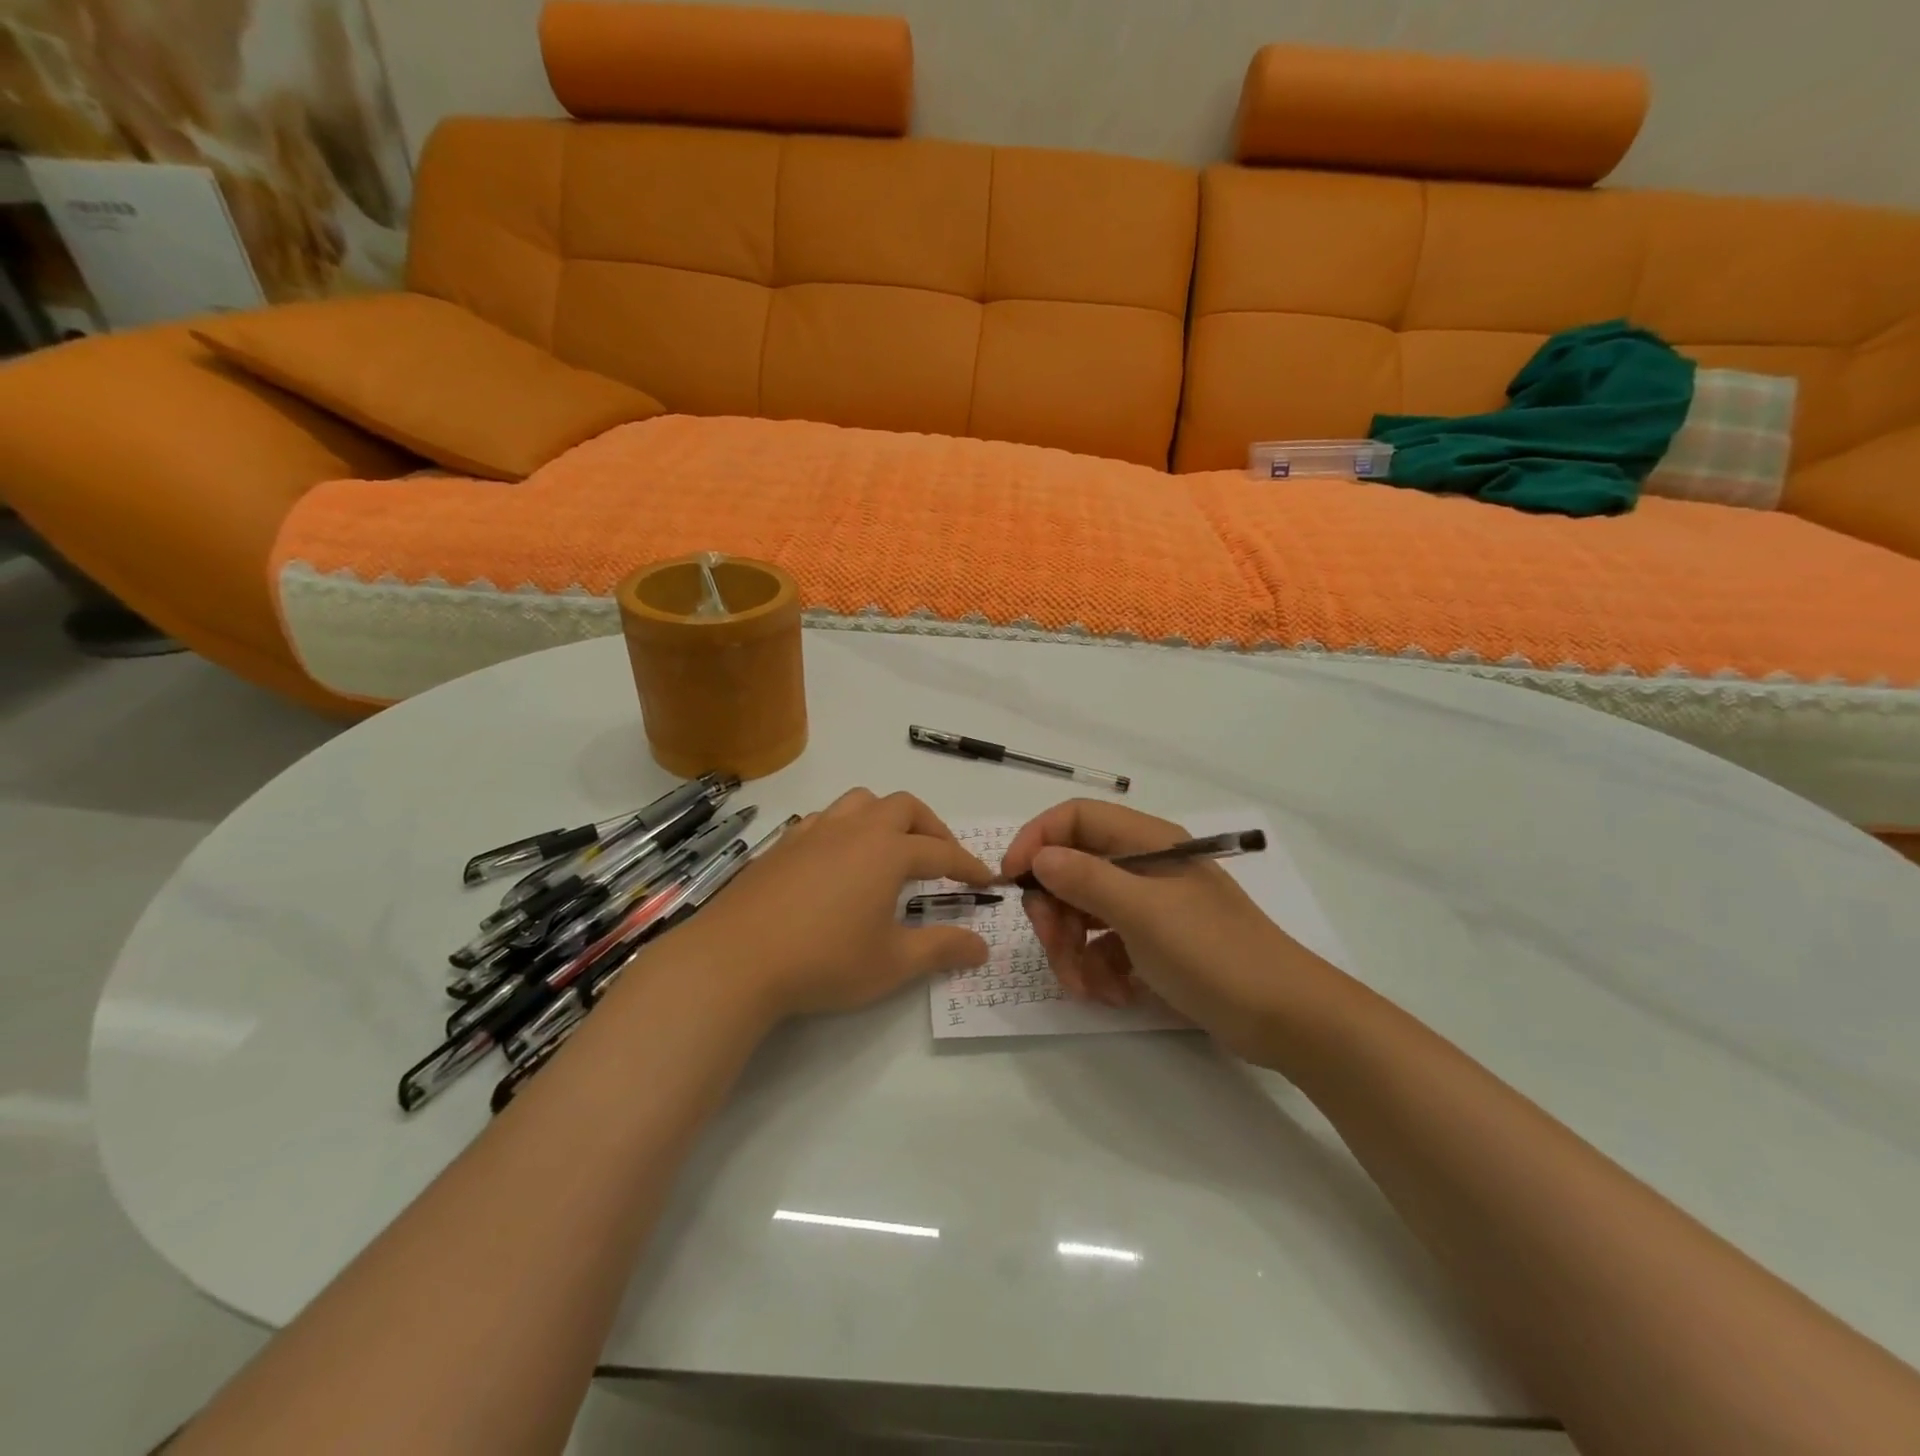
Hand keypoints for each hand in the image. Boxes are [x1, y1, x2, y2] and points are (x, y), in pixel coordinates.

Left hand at [663, 788, 993, 1024]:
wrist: (735, 959)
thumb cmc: (824, 961)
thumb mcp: (892, 964)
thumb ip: (941, 950)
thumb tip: (982, 947)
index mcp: (887, 852)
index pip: (941, 851)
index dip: (967, 865)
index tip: (986, 880)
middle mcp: (855, 829)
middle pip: (904, 807)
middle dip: (931, 827)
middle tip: (941, 858)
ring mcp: (815, 832)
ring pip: (861, 802)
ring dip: (886, 816)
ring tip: (891, 848)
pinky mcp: (784, 844)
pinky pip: (826, 818)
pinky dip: (847, 827)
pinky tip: (839, 858)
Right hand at [1000, 800, 1328, 1065]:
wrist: (1284, 1017)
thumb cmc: (1213, 953)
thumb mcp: (1142, 913)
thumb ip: (1085, 879)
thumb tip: (1039, 858)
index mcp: (1144, 842)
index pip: (1075, 818)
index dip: (1037, 841)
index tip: (1013, 882)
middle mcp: (1142, 866)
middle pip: (1071, 869)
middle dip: (1054, 912)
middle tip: (1054, 948)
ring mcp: (1148, 906)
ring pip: (1083, 912)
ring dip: (1072, 950)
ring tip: (1086, 987)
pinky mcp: (1152, 943)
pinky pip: (1104, 945)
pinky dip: (1098, 969)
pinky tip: (1115, 995)